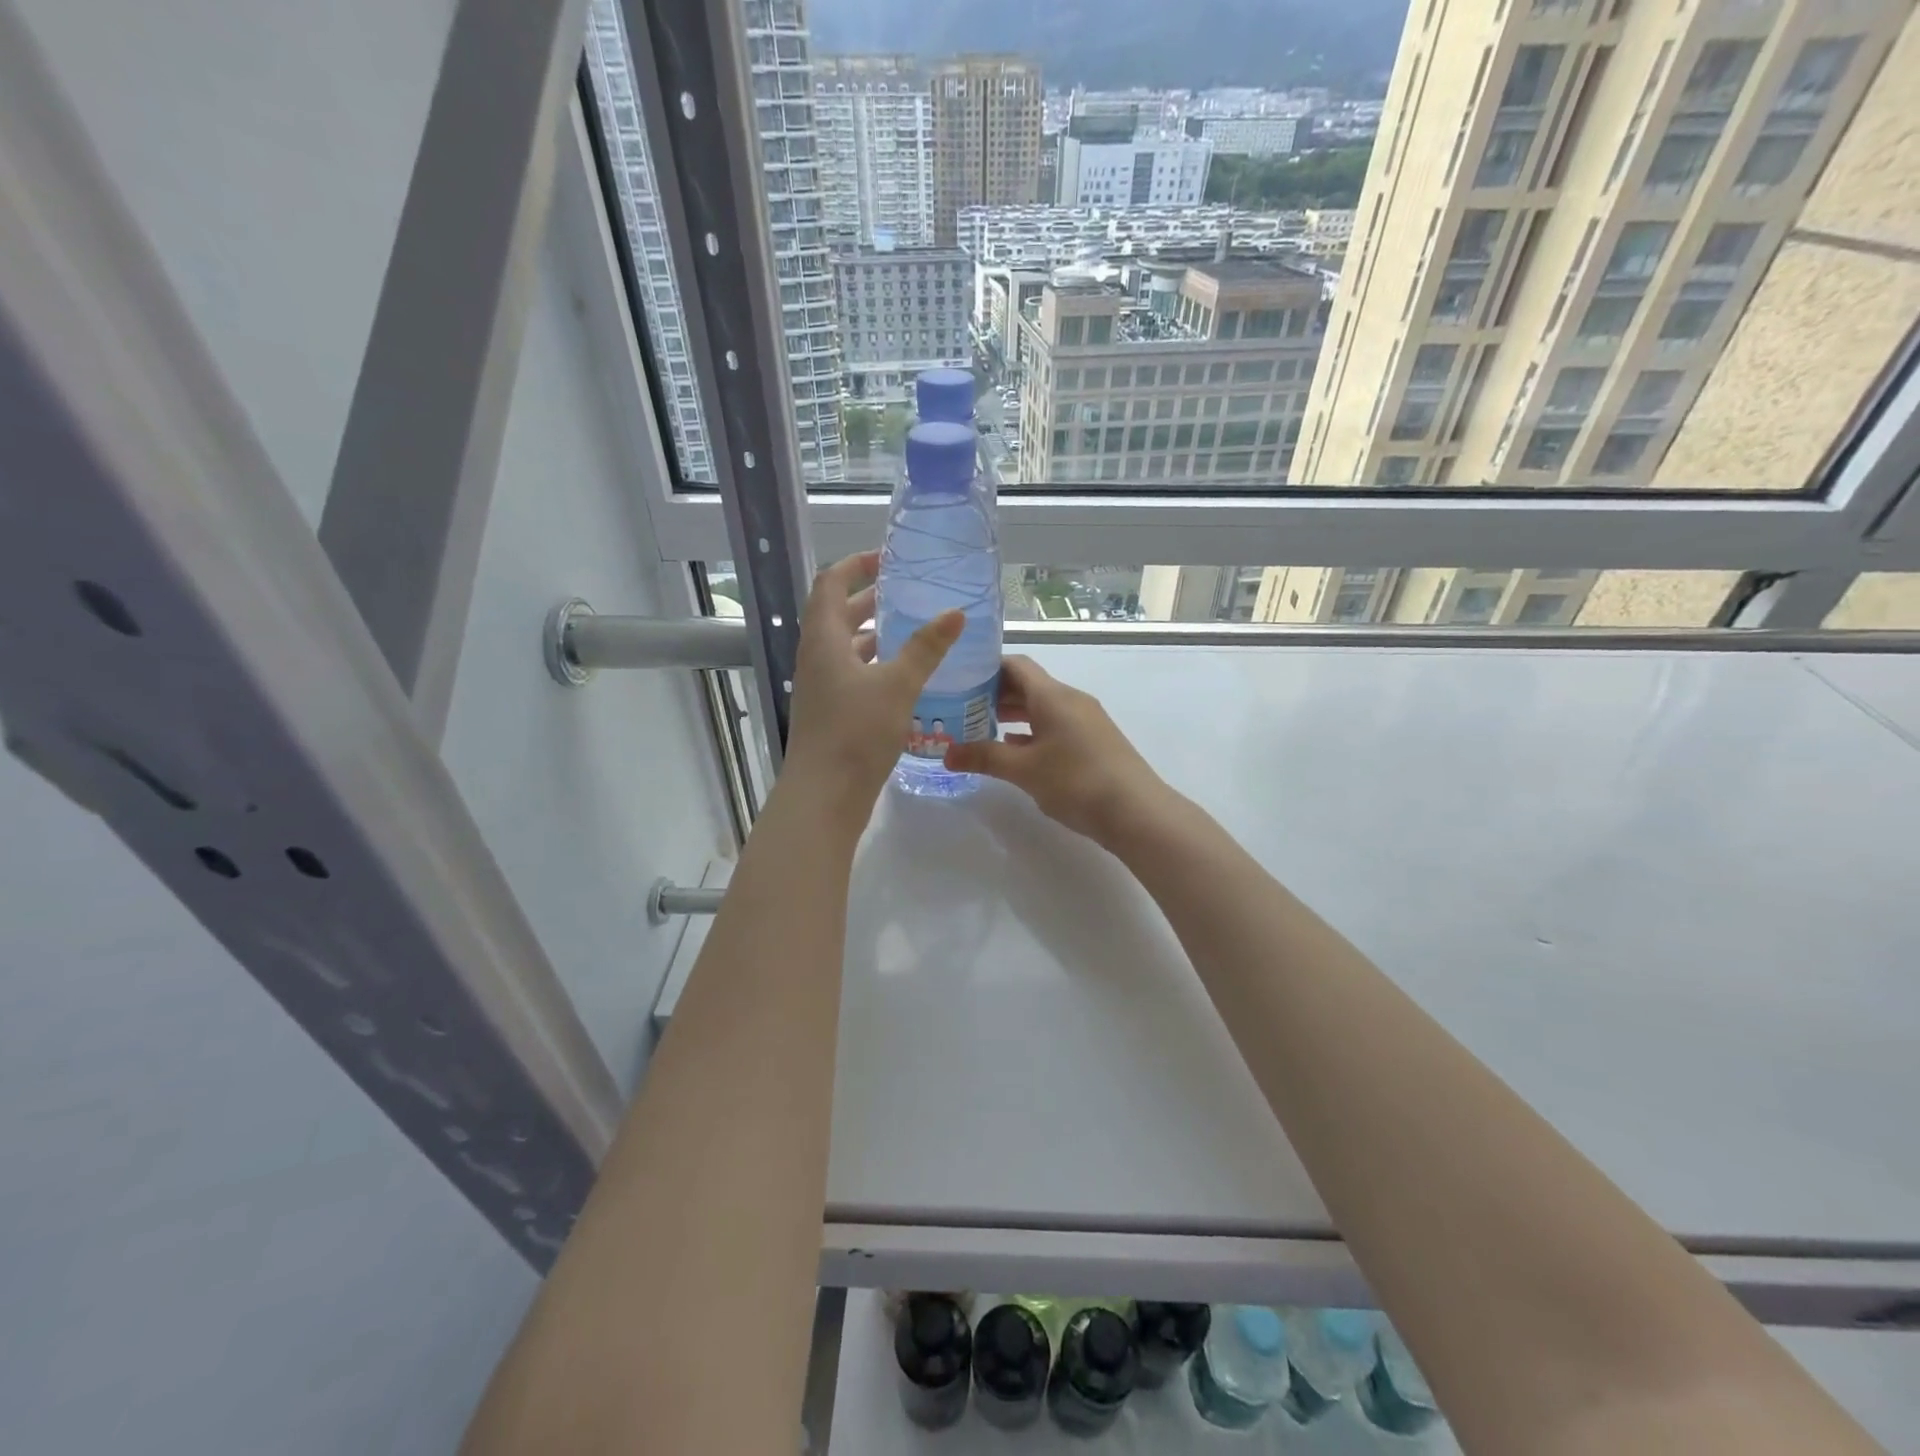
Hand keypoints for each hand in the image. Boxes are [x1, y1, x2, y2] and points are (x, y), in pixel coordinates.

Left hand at [783, 551, 962, 815]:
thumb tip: (956, 613)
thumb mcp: (897, 685)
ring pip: (845, 647)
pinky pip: (852, 674)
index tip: (887, 559)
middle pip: (837, 614)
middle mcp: (816, 657)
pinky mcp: (831, 712)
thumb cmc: (856, 732)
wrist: (825, 795)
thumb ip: (926, 648)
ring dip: (873, 633)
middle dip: (869, 599)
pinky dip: (875, 664)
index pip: (830, 584)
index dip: (855, 566)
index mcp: (823, 639)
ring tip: (911, 628)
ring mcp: (821, 687)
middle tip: (907, 592)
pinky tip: (904, 674)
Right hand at [943, 656, 1174, 849]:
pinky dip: (1031, 732)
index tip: (958, 680)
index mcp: (1053, 696)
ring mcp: (1085, 721)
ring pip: (1042, 707)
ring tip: (980, 729)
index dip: (986, 668)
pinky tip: (1013, 750)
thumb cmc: (1076, 782)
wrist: (1136, 812)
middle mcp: (1070, 700)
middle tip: (959, 708)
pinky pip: (1055, 726)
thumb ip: (984, 757)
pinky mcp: (1093, 742)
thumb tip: (946, 754)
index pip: (1016, 665)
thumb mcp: (1024, 770)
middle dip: (994, 694)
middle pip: (1028, 685)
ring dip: (1013, 715)